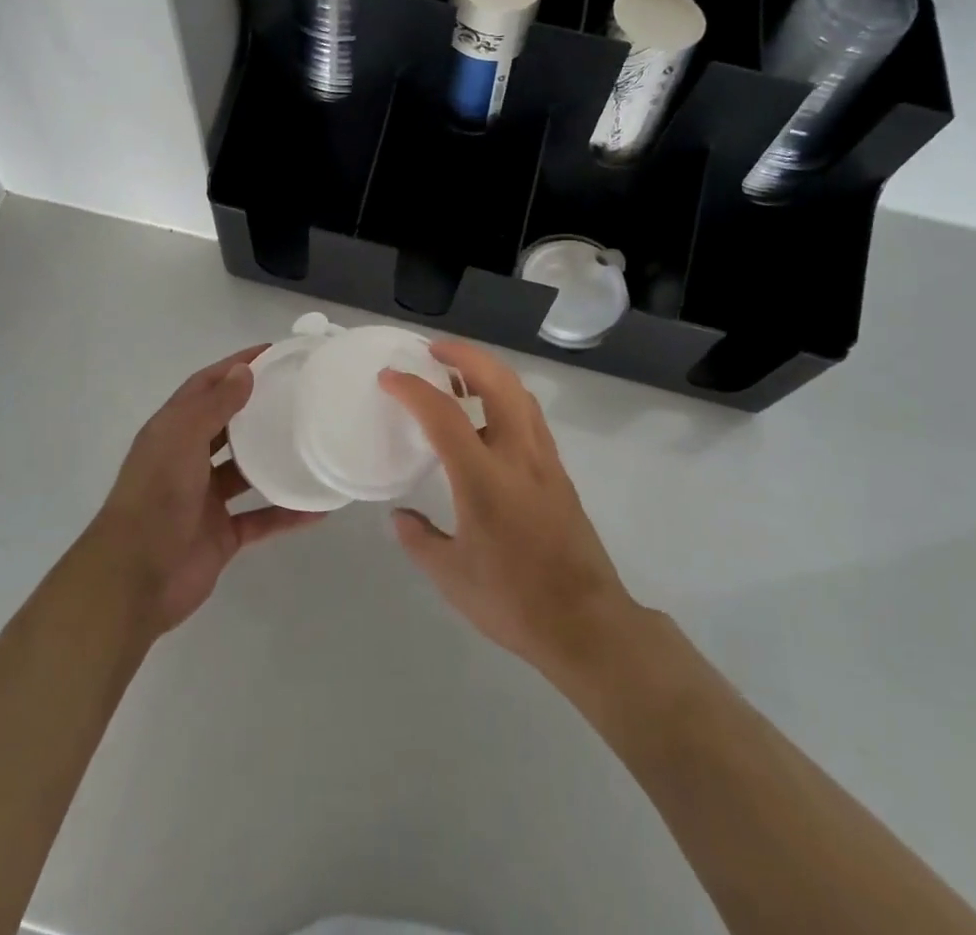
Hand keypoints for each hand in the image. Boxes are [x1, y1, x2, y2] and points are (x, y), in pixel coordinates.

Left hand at [88, 345, 323, 636]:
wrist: (134, 580)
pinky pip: (261, 518)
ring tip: (313, 442)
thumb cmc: (156, 498)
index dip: (235, 366)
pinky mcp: (221, 535)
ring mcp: (205, 499)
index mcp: (172, 432)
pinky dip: (286, 513)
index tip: (273, 352)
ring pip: (246, 472)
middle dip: (257, 408)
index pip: (205, 386)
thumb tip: (244, 370)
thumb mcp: (182, 440)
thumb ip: (214, 406)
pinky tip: (319, 506)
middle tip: (300, 394)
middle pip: (227, 426)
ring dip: (274, 459)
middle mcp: (187, 460)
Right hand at [381, 341, 639, 678]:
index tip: (389, 377)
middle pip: (497, 381)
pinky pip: (531, 416)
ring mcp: (545, 461)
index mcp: (485, 477)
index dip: (413, 389)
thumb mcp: (452, 576)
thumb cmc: (513, 600)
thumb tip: (400, 516)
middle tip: (434, 352)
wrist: (586, 623)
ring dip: (489, 371)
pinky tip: (489, 417)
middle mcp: (518, 455)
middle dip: (464, 355)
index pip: (444, 415)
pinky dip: (507, 397)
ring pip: (520, 394)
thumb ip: (420, 539)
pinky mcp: (559, 473)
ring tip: (459, 375)